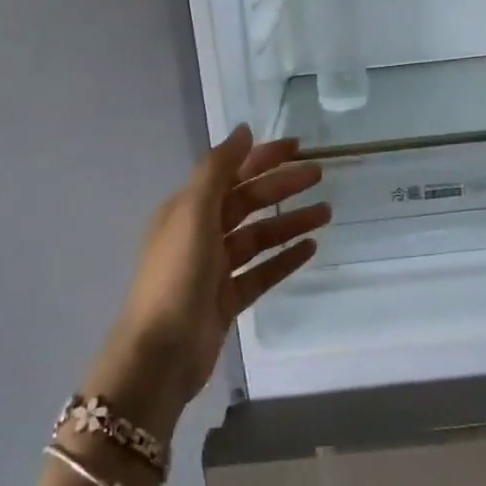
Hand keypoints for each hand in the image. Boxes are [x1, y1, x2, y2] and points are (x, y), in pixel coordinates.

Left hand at [86, 126, 327, 437]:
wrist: (159, 355)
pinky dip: (285, 258)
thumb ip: (218, 169)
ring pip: (259, 236)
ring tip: (326, 213)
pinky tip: (311, 248)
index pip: (231, 173)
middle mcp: (200, 233)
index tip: (297, 146)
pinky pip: (262, 271)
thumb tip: (244, 130)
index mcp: (187, 209)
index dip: (262, 157)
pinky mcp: (228, 299)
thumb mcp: (193, 213)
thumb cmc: (175, 275)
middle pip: (248, 202)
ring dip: (290, 222)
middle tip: (319, 174)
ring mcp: (214, 269)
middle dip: (282, 187)